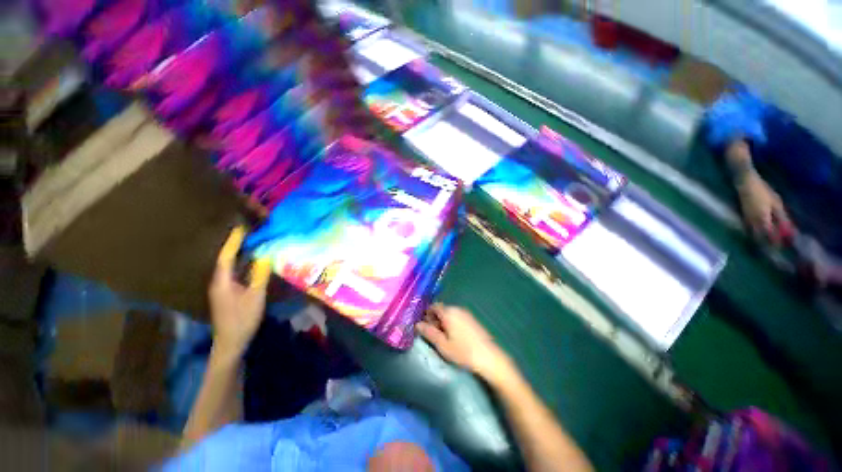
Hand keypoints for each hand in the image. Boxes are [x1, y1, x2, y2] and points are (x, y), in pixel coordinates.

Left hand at [209, 226, 271, 358]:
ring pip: (230, 266)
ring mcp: (222, 288)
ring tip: (252, 243)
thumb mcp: (255, 297)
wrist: (231, 342)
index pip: (226, 256)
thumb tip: (265, 257)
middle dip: (236, 245)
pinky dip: (242, 264)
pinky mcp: (228, 294)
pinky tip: (252, 262)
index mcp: (222, 281)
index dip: (233, 241)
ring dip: (239, 254)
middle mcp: (219, 282)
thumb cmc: (243, 319)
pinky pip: (234, 273)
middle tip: (250, 232)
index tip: (241, 227)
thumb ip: (260, 276)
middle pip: (226, 259)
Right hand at [417, 304, 515, 385]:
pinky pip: (457, 317)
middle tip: (431, 334)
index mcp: (449, 312)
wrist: (490, 358)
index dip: (426, 315)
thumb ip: (429, 332)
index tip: (422, 326)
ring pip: (449, 314)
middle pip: (441, 310)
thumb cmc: (463, 352)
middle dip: (434, 319)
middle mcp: (457, 309)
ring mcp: (466, 314)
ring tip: (442, 338)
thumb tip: (417, 324)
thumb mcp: (442, 345)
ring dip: (443, 322)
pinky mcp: (473, 320)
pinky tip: (453, 337)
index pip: (433, 307)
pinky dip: (452, 324)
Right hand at [737, 172, 793, 245]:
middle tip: (773, 249)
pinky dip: (754, 233)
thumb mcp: (776, 203)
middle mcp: (753, 223)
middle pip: (760, 238)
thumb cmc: (763, 191)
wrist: (745, 183)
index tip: (781, 250)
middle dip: (766, 244)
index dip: (776, 244)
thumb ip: (781, 218)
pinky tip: (757, 233)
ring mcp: (746, 220)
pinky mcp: (743, 217)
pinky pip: (749, 229)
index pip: (770, 237)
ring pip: (753, 234)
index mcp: (763, 220)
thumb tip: (789, 232)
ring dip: (759, 239)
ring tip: (765, 243)